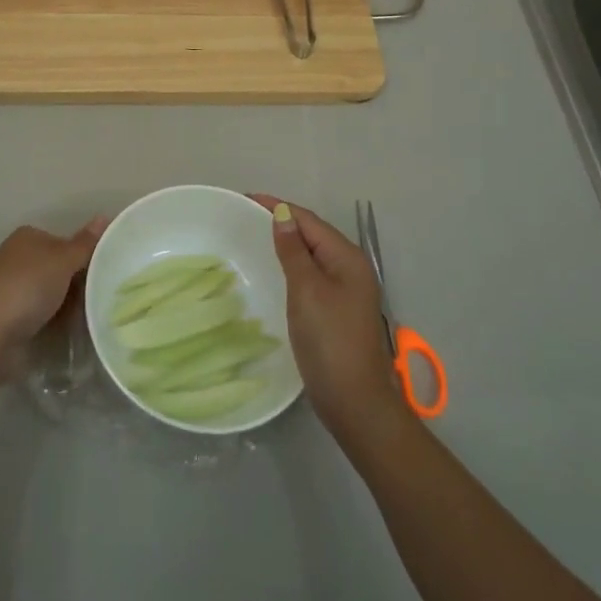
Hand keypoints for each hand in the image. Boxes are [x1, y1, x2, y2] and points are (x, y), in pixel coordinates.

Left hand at [0, 219, 106, 360]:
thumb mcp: (62, 260)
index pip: (66, 242)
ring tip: (93, 316)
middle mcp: (19, 259)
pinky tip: (72, 330)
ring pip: (53, 294)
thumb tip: (104, 216)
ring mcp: (13, 289)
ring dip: (70, 306)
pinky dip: (56, 321)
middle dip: (80, 283)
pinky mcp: (11, 318)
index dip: (86, 256)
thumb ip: (85, 243)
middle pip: (60, 268)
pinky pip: (43, 315)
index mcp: (28, 237)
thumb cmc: (27, 286)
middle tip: (103, 297)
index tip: (107, 273)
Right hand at [251, 195, 404, 439]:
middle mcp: (351, 268)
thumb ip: (294, 251)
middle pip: (313, 234)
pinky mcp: (337, 310)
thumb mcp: (307, 291)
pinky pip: (312, 275)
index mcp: (347, 258)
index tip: (245, 199)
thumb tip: (282, 215)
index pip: (309, 220)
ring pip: (312, 255)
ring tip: (255, 237)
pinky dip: (292, 265)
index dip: (279, 207)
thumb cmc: (330, 341)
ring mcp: (346, 291)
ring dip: (287, 243)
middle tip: (244, 216)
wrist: (355, 402)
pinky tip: (275, 271)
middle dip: (282, 221)